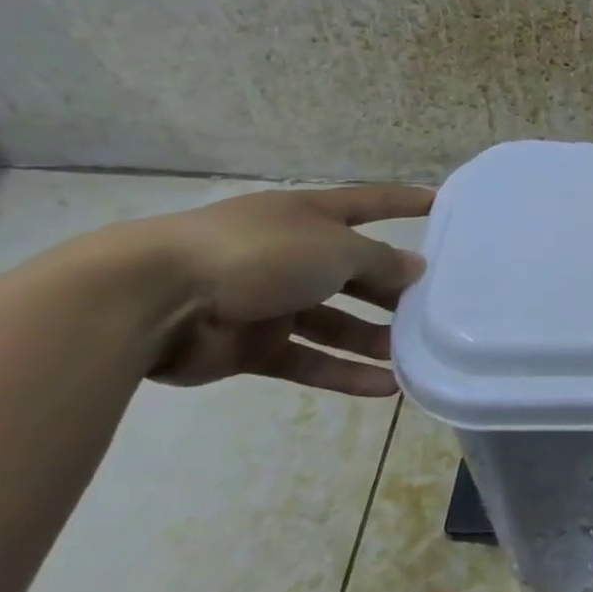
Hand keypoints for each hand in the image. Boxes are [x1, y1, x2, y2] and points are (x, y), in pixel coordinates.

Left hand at [124, 185, 432, 395]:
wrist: (151, 300)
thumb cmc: (257, 254)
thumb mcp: (335, 249)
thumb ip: (380, 260)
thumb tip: (413, 267)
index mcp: (307, 217)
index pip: (368, 203)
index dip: (404, 202)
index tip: (440, 204)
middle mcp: (291, 254)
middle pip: (354, 272)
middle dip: (393, 291)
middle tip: (434, 309)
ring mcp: (269, 301)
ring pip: (335, 322)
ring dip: (373, 340)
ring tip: (414, 357)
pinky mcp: (251, 346)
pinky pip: (309, 360)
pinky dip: (344, 373)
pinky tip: (384, 389)